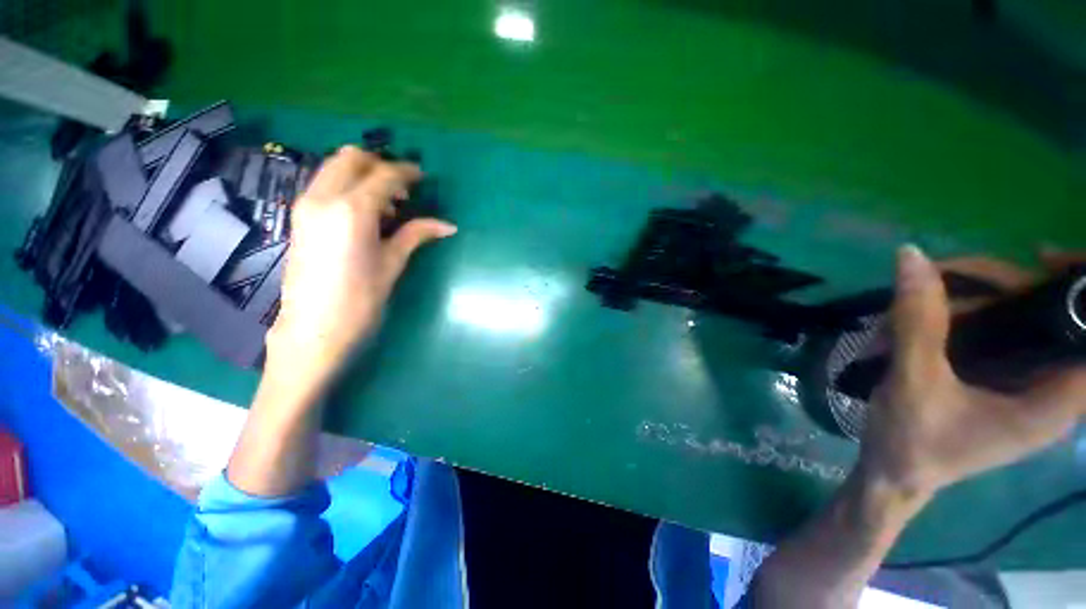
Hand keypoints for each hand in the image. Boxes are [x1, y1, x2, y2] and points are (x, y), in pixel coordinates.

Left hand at [266, 146, 456, 389]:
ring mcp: (306, 204)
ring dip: (363, 174)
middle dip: (381, 164)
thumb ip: (416, 234)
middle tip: (403, 188)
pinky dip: (347, 185)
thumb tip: (448, 225)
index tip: (423, 177)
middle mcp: (324, 197)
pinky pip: (325, 183)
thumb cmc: (360, 300)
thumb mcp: (392, 263)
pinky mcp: (299, 216)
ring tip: (387, 204)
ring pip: (334, 167)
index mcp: (352, 210)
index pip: (384, 175)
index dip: (407, 172)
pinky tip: (365, 213)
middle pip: (352, 158)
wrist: (313, 329)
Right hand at [859, 246, 1085, 498]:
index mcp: (1055, 400)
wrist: (893, 475)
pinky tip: (914, 322)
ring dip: (962, 301)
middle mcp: (1050, 386)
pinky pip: (989, 330)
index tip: (1038, 258)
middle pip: (1046, 314)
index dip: (1079, 289)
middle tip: (939, 276)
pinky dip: (954, 315)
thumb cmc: (911, 443)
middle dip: (995, 286)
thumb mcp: (914, 382)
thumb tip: (912, 255)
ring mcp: (1022, 381)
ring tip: (908, 309)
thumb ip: (918, 321)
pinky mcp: (998, 377)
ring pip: (1011, 317)